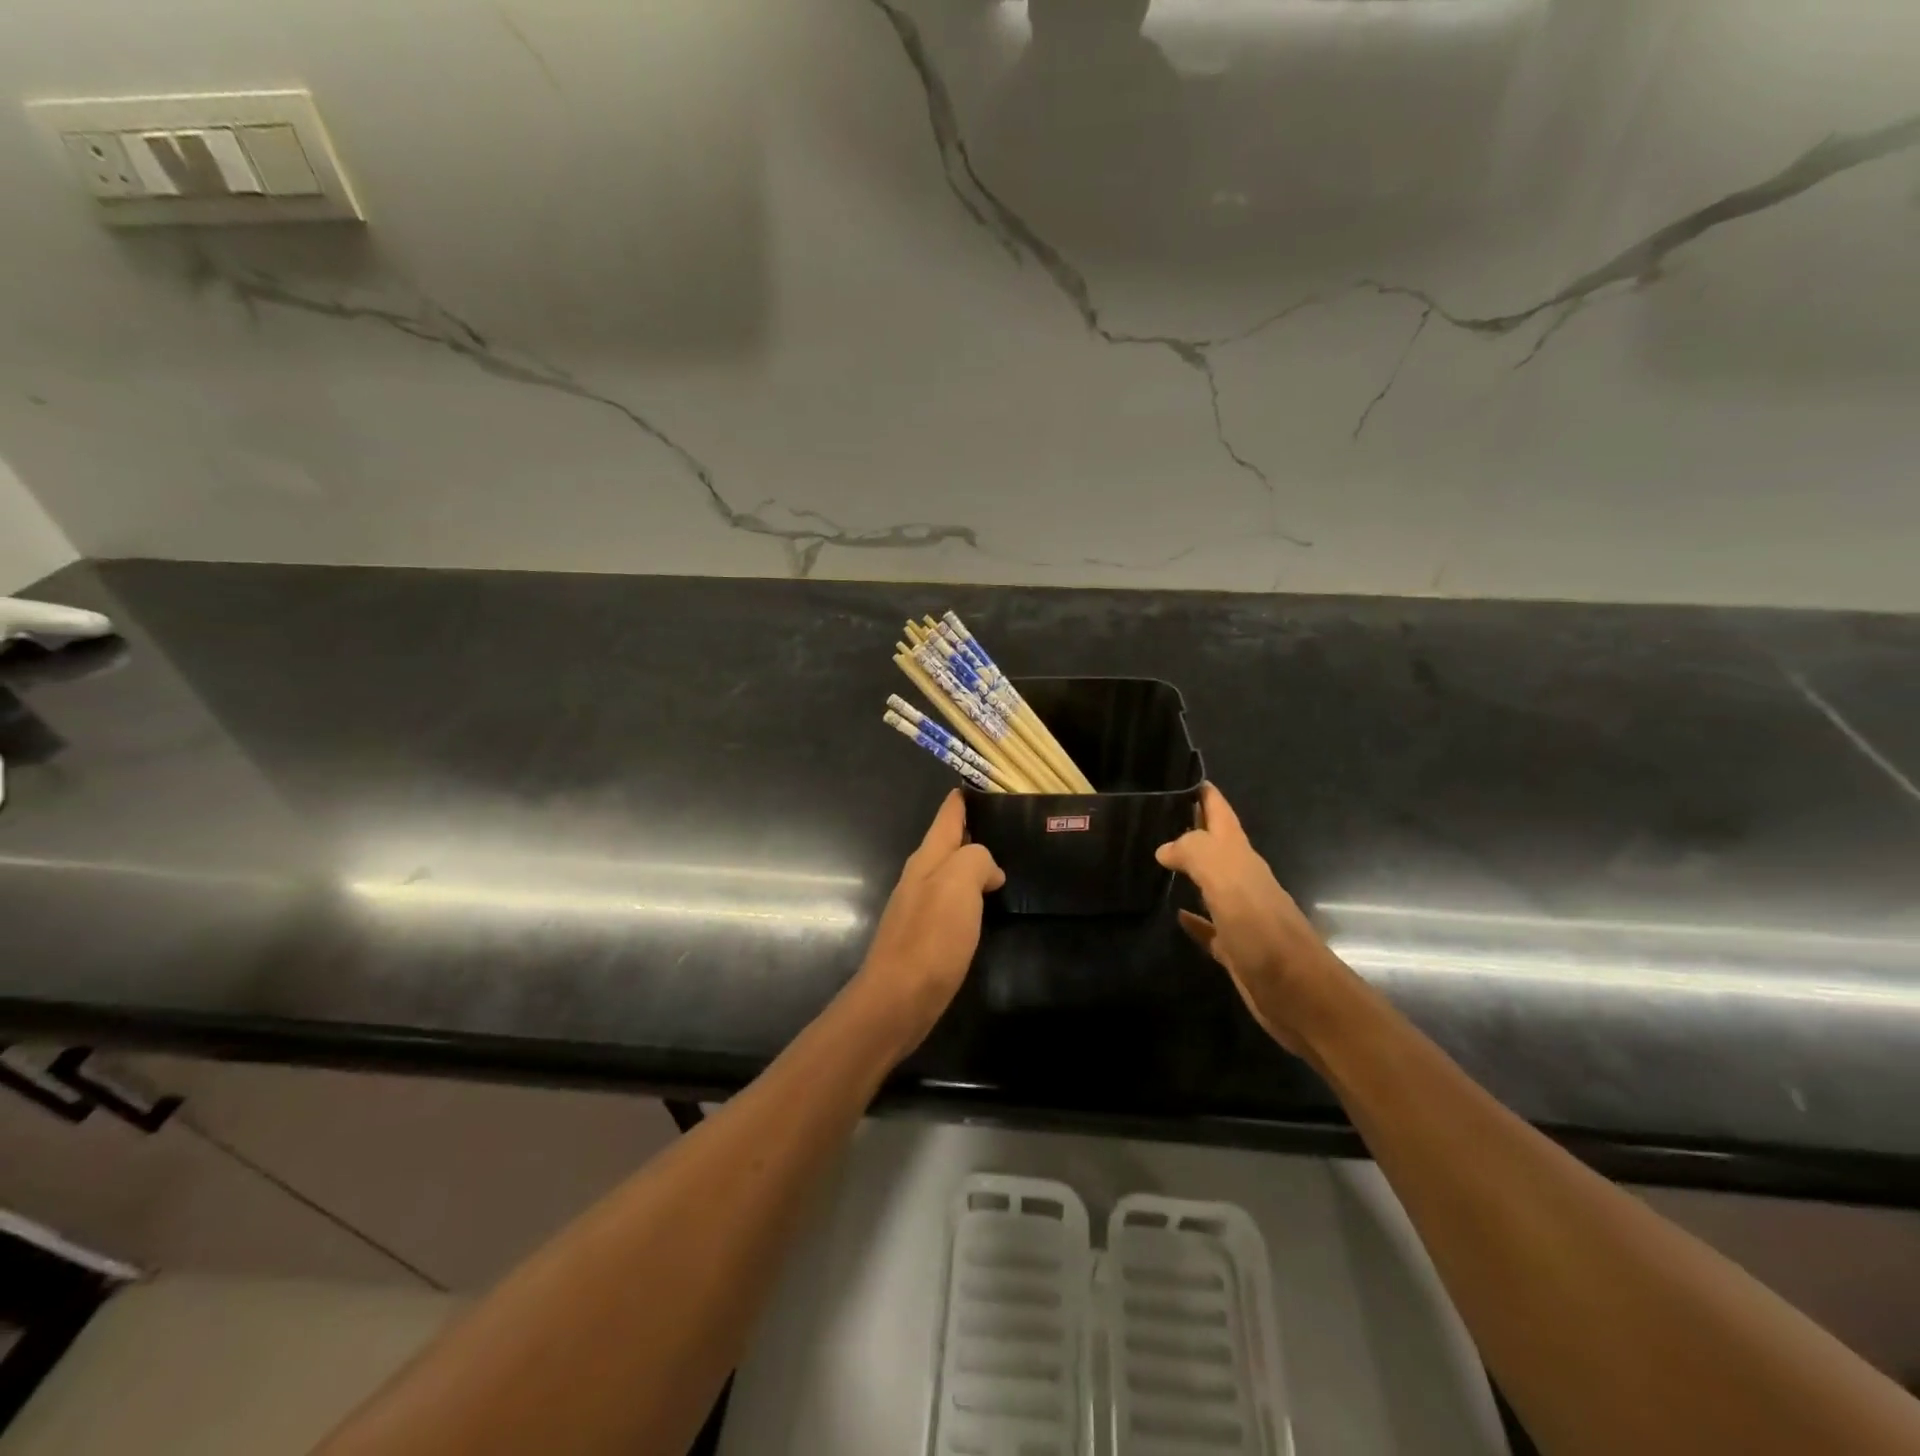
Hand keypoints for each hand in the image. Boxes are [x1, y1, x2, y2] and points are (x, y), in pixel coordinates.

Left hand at [850, 790, 1004, 1055]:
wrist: (898, 1000)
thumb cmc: (930, 938)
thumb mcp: (958, 884)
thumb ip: (976, 860)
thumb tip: (988, 870)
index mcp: (927, 859)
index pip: (948, 816)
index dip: (964, 799)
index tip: (985, 785)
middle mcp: (921, 878)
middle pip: (949, 843)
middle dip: (974, 831)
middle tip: (1011, 826)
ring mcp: (921, 908)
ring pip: (952, 874)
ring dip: (974, 865)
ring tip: (1006, 863)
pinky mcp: (926, 938)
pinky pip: (954, 904)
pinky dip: (972, 897)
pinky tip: (987, 907)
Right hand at [1156, 784, 1353, 1055]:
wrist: (1299, 994)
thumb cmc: (1262, 930)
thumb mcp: (1226, 879)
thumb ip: (1194, 853)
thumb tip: (1165, 848)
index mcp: (1241, 857)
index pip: (1220, 813)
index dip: (1203, 792)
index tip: (1177, 774)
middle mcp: (1242, 879)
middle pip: (1213, 845)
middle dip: (1189, 826)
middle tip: (1152, 814)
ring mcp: (1240, 914)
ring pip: (1209, 882)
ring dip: (1187, 869)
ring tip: (1153, 857)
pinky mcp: (1235, 948)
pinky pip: (1208, 925)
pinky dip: (1192, 917)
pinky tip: (1175, 915)